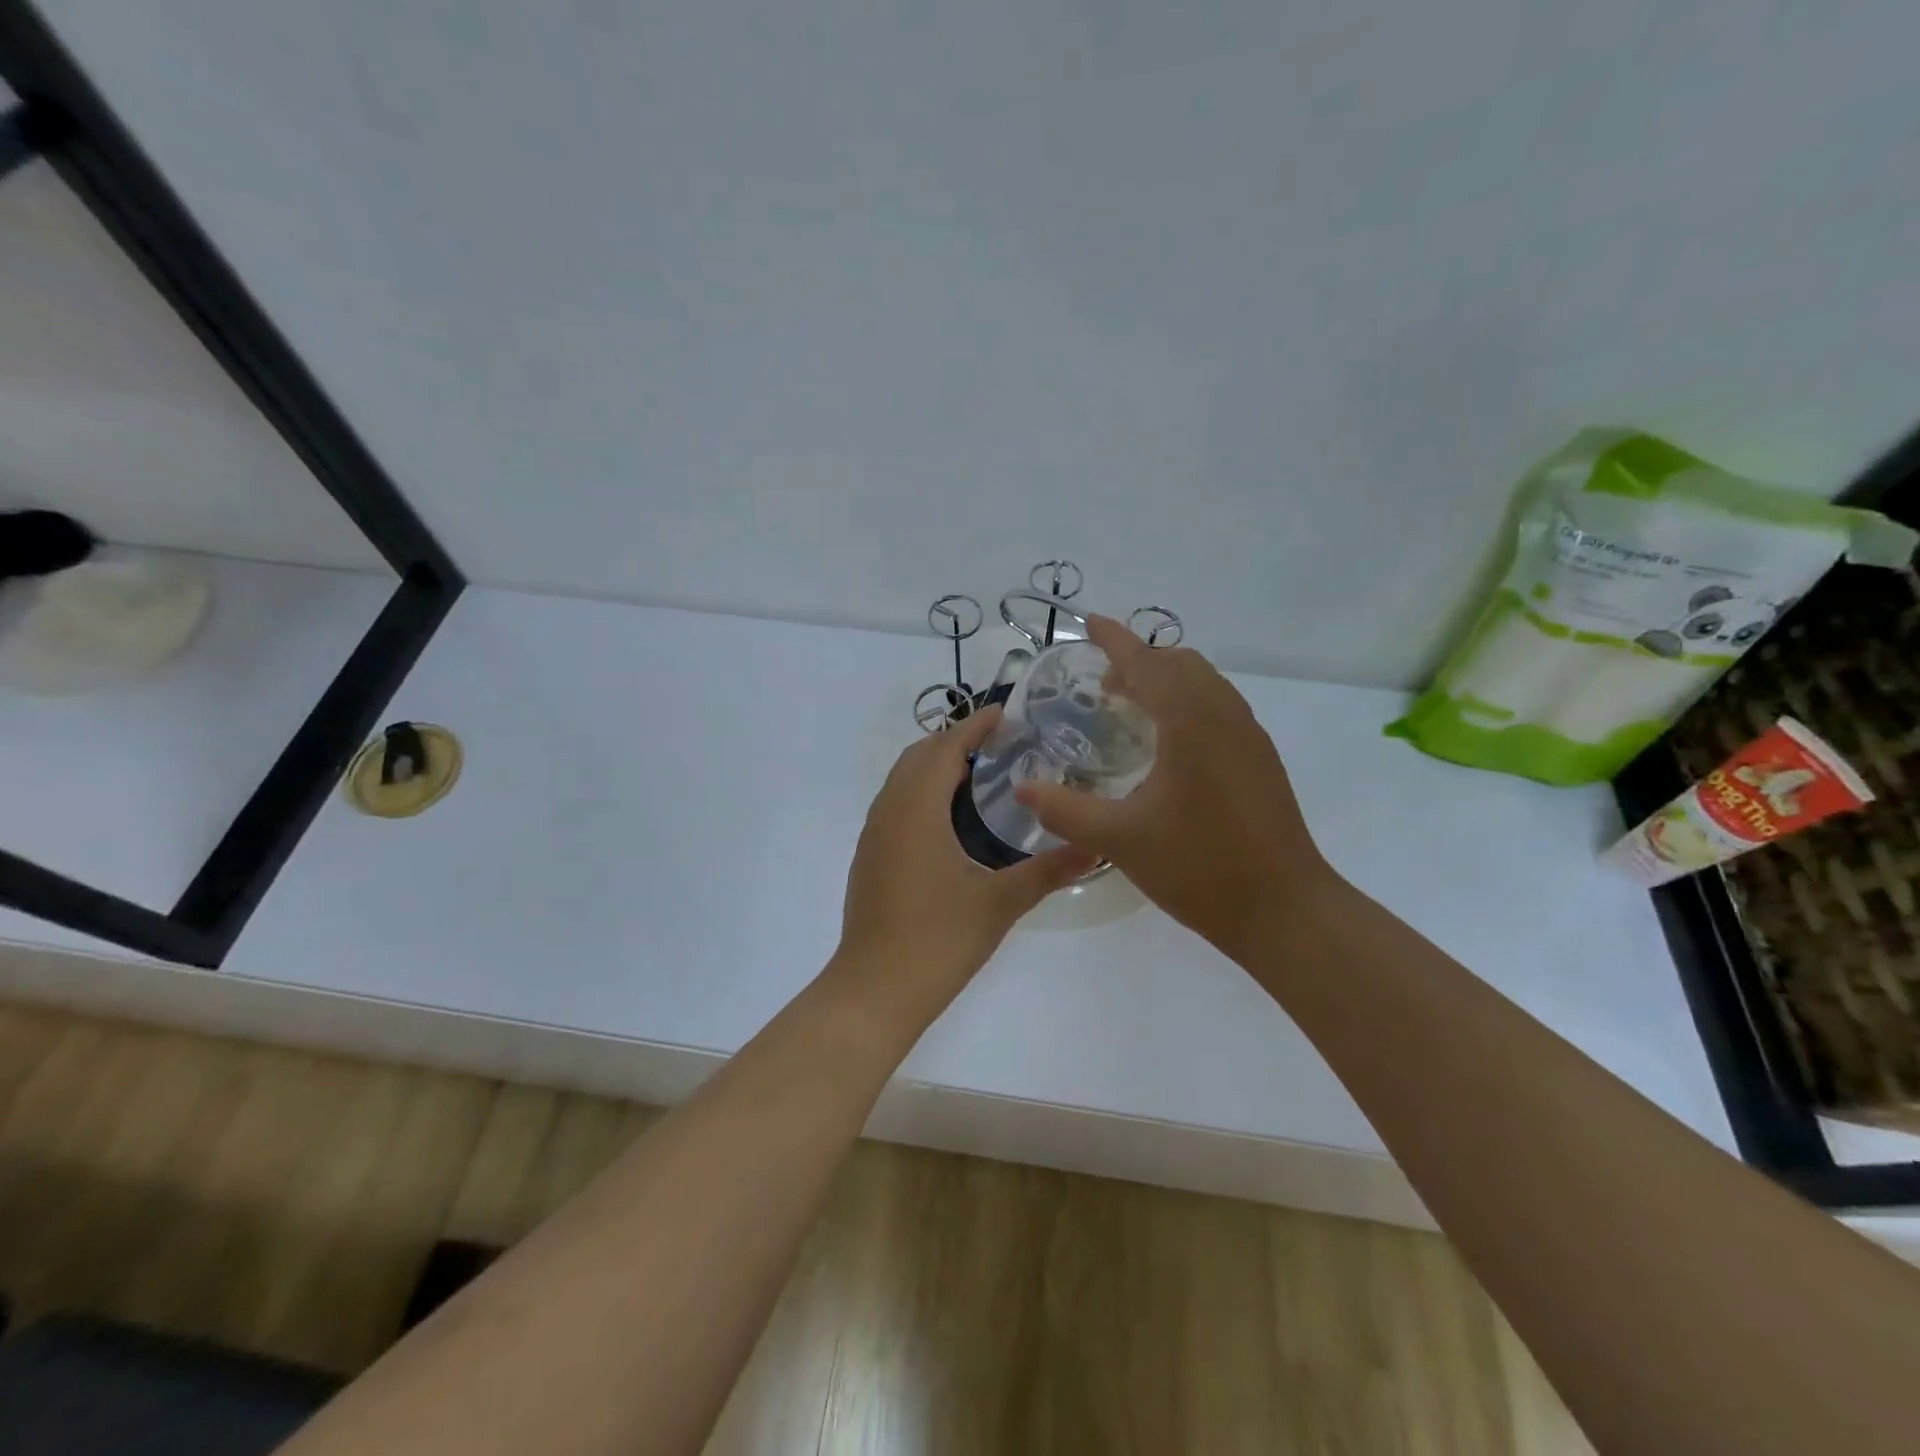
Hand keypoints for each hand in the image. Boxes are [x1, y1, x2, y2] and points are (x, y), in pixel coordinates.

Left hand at [837, 706, 1096, 1020]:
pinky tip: (950, 820)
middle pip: (918, 756)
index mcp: (917, 810)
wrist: (874, 991)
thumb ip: (1048, 871)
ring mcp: (874, 835)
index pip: (944, 748)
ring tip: (980, 775)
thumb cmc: (938, 941)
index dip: (974, 726)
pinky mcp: (870, 857)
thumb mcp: (1000, 904)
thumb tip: (1097, 847)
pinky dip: (921, 792)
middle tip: (1000, 745)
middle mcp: (889, 812)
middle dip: (955, 741)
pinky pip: (895, 803)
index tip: (1005, 714)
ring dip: (935, 766)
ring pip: (902, 779)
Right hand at [1014, 616, 1333, 961]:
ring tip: (1131, 709)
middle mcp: (1225, 716)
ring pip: (1205, 684)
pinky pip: (1219, 708)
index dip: (1115, 640)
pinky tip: (1169, 746)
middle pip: (1180, 664)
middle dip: (1140, 661)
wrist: (1283, 910)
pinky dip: (1188, 703)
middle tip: (1103, 685)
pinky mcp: (1260, 761)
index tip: (1090, 622)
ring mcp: (1249, 737)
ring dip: (1166, 682)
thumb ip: (1065, 809)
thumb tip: (1023, 787)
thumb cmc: (1198, 867)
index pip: (1146, 663)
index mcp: (1191, 721)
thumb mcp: (1119, 839)